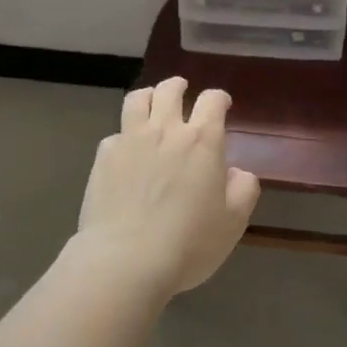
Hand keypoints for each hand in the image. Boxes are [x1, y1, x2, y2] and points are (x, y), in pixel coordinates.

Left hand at [75, 77, 260, 297]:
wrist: (125, 261)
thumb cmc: (188, 244)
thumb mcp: (232, 223)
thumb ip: (243, 191)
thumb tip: (238, 172)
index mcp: (202, 141)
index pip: (212, 100)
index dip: (219, 98)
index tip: (222, 105)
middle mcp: (166, 130)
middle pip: (170, 90)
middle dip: (178, 86)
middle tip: (182, 92)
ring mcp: (131, 140)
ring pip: (138, 99)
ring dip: (148, 97)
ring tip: (151, 104)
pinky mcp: (104, 157)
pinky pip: (115, 134)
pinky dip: (123, 136)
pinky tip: (125, 152)